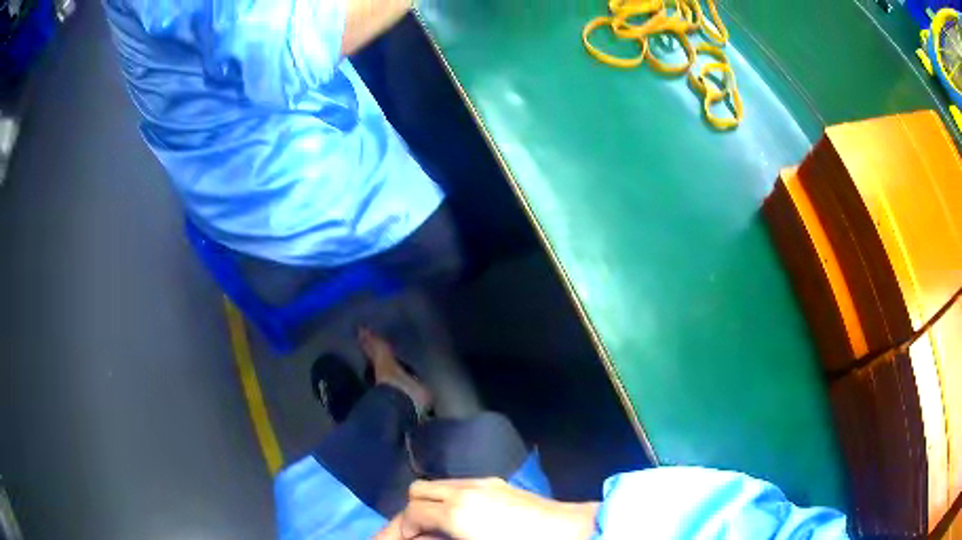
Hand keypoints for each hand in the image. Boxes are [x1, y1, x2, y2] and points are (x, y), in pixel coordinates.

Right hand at [375, 478, 598, 539]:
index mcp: (457, 511)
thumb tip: (419, 539)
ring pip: (439, 486)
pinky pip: (460, 487)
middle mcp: (466, 490)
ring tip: (431, 530)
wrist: (574, 531)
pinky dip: (448, 501)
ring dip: (428, 506)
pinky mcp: (499, 484)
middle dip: (408, 514)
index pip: (410, 514)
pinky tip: (457, 520)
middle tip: (409, 537)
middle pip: (418, 491)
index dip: (397, 531)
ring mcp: (484, 483)